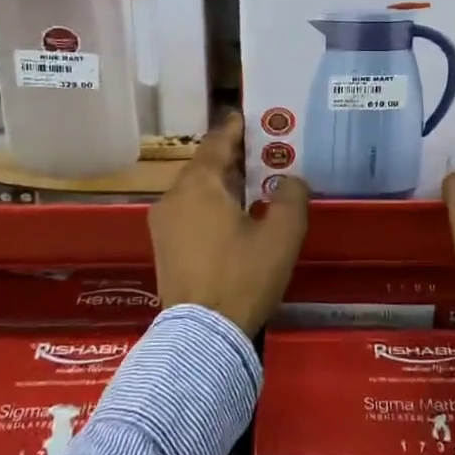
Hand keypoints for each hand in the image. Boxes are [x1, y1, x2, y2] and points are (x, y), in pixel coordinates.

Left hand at [149, 113, 310, 335]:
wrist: (201, 336)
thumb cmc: (243, 276)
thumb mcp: (281, 235)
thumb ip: (291, 198)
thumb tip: (290, 181)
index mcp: (199, 184)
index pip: (218, 142)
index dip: (236, 128)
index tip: (251, 118)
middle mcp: (173, 196)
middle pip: (205, 165)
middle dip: (233, 159)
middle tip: (263, 155)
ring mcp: (163, 224)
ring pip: (196, 191)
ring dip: (222, 185)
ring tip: (252, 187)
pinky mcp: (163, 248)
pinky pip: (189, 213)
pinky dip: (210, 207)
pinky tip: (233, 219)